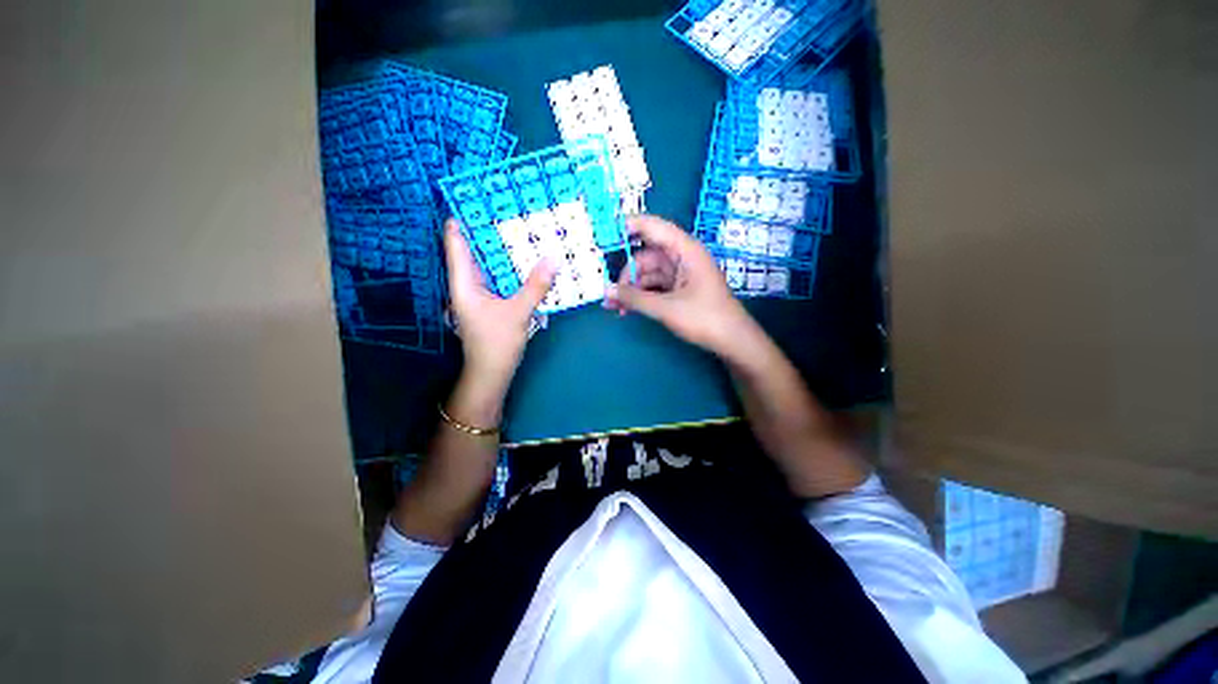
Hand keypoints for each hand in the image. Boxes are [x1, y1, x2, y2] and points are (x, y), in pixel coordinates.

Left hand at [444, 218, 556, 395]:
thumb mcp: (518, 313)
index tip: (480, 198)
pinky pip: (501, 278)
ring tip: (523, 229)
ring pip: (490, 264)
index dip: (464, 219)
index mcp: (464, 282)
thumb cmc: (496, 344)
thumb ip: (535, 286)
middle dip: (491, 231)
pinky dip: (513, 268)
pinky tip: (529, 261)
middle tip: (512, 209)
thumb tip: (553, 258)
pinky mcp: (493, 302)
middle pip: (475, 250)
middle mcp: (469, 284)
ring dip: (504, 250)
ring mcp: (481, 294)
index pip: (456, 242)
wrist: (492, 374)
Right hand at [605, 215, 760, 360]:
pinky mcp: (680, 289)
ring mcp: (681, 274)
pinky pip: (654, 286)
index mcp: (685, 250)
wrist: (732, 341)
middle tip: (609, 293)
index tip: (605, 230)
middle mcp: (682, 258)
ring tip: (613, 307)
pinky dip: (641, 296)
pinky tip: (627, 309)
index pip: (654, 227)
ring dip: (631, 289)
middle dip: (626, 274)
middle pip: (646, 256)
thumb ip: (634, 298)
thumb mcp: (666, 308)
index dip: (630, 225)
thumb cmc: (705, 318)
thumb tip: (606, 291)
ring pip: (648, 274)